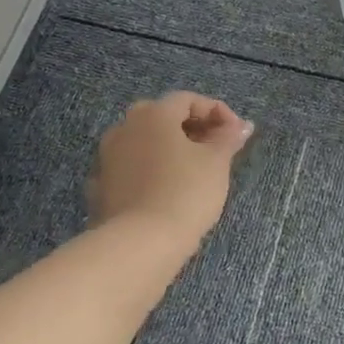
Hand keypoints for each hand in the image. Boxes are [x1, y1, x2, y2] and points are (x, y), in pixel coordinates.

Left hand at [86, 93, 251, 242]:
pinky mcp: (101, 187)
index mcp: (153, 114)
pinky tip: (167, 190)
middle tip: (215, 147)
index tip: (237, 133)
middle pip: (162, 117)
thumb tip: (242, 126)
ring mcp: (107, 158)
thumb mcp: (216, 163)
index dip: (216, 111)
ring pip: (144, 142)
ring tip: (194, 170)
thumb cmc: (185, 192)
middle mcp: (125, 127)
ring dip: (169, 149)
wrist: (140, 244)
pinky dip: (151, 171)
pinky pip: (132, 168)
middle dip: (191, 128)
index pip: (188, 99)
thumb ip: (228, 139)